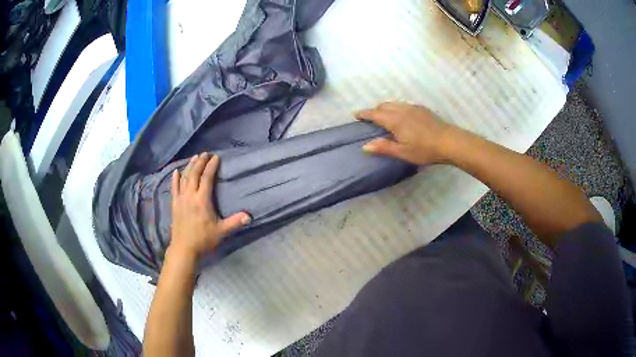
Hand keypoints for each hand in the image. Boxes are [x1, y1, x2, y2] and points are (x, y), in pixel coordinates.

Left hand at [169, 153, 250, 258]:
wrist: (184, 248)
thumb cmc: (203, 239)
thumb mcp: (221, 232)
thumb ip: (234, 222)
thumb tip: (249, 216)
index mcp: (202, 200)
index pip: (207, 178)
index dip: (211, 166)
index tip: (216, 157)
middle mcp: (190, 196)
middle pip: (194, 174)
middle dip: (200, 162)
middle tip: (205, 153)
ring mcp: (180, 199)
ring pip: (184, 178)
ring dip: (189, 166)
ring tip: (194, 157)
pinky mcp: (174, 204)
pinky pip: (174, 188)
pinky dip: (175, 179)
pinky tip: (176, 171)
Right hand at [356, 102, 457, 164]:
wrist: (449, 141)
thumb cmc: (425, 149)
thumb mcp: (403, 152)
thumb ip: (384, 147)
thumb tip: (365, 146)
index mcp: (394, 120)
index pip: (375, 114)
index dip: (364, 114)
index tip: (355, 114)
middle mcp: (402, 110)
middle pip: (383, 106)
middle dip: (374, 110)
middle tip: (370, 118)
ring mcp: (413, 108)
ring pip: (394, 103)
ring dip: (385, 108)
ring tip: (384, 116)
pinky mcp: (422, 109)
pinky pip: (404, 105)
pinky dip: (396, 108)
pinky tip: (402, 116)